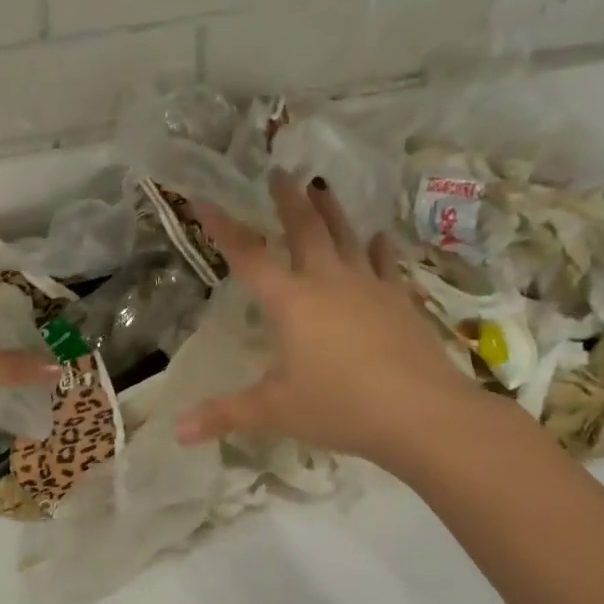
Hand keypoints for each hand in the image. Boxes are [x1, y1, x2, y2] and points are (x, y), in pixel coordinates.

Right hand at [176, 171, 515, 479]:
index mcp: (291, 302)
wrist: (425, 415)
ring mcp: (369, 288)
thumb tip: (178, 432)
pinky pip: (384, 264)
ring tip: (322, 187)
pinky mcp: (400, 301)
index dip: (224, 227)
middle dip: (288, 200)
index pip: (248, 255)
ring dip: (331, 211)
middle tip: (280, 172)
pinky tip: (378, 237)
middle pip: (305, 229)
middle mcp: (328, 282)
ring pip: (346, 237)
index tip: (205, 197)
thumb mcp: (276, 411)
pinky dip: (377, 248)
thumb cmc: (341, 407)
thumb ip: (226, 414)